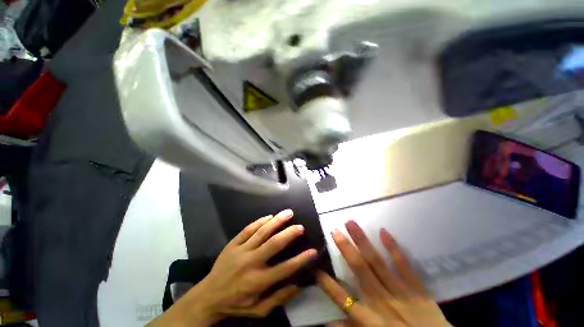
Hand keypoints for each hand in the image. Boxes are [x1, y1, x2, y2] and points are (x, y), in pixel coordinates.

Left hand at [150, 209, 317, 325]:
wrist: (208, 296)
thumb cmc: (236, 304)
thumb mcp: (258, 310)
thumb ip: (278, 298)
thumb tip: (298, 284)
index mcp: (258, 281)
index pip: (285, 268)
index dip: (301, 260)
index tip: (313, 251)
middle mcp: (251, 263)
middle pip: (273, 244)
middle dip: (289, 234)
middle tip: (300, 226)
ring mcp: (241, 251)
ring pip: (262, 232)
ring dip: (277, 221)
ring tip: (288, 213)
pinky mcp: (233, 244)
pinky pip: (248, 229)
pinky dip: (260, 221)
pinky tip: (269, 216)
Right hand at [317, 220, 450, 326]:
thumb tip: (330, 324)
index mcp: (371, 319)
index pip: (343, 299)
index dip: (328, 283)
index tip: (316, 266)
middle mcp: (383, 302)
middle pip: (360, 270)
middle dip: (345, 249)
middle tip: (334, 231)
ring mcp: (402, 293)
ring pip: (378, 263)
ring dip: (363, 242)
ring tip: (351, 224)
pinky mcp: (418, 290)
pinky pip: (405, 267)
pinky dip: (394, 250)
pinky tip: (384, 232)